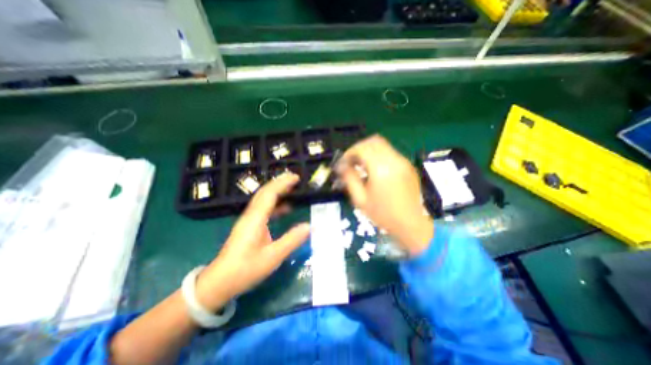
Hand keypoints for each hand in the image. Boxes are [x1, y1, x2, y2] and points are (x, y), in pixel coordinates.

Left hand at [193, 174, 309, 309]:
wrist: (219, 282)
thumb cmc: (246, 269)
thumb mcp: (273, 257)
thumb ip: (292, 240)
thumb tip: (310, 226)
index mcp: (256, 219)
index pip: (270, 194)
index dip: (283, 183)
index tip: (296, 177)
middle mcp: (251, 215)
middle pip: (265, 192)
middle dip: (280, 182)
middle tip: (295, 178)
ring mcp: (248, 220)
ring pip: (263, 199)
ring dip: (277, 191)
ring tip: (292, 188)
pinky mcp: (248, 225)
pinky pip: (263, 208)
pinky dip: (275, 203)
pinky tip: (285, 208)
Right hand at [335, 134, 430, 256]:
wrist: (410, 223)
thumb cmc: (383, 214)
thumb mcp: (360, 199)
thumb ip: (349, 178)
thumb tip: (341, 165)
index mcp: (381, 169)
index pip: (362, 148)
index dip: (350, 152)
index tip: (344, 162)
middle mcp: (394, 161)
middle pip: (373, 141)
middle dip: (359, 148)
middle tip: (351, 161)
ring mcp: (403, 162)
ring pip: (383, 145)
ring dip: (369, 151)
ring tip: (361, 165)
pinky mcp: (408, 165)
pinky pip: (390, 153)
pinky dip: (379, 155)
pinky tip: (374, 169)